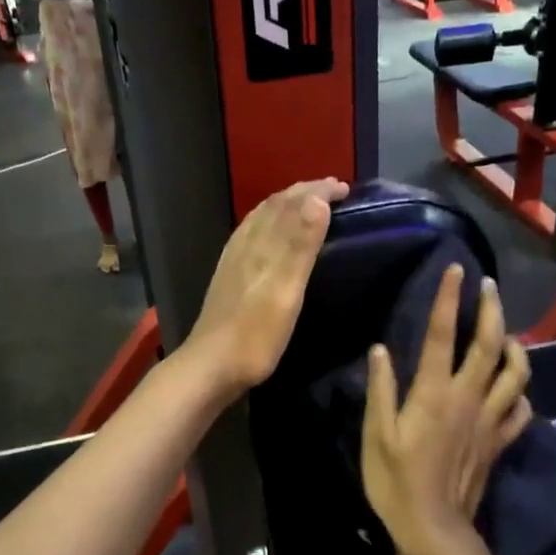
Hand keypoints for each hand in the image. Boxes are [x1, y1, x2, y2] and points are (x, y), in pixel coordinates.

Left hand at [185, 179, 349, 394]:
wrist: (211, 367)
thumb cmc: (254, 335)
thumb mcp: (285, 291)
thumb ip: (300, 246)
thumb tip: (317, 199)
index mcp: (261, 244)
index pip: (291, 203)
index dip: (318, 191)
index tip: (345, 187)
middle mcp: (245, 244)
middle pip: (275, 206)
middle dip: (304, 193)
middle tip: (333, 191)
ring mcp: (233, 260)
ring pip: (261, 219)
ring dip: (287, 206)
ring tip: (308, 206)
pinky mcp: (228, 276)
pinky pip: (252, 235)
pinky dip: (270, 223)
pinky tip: (270, 238)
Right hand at [362, 265, 530, 554]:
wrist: (432, 528)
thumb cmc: (395, 481)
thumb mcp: (376, 435)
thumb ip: (381, 390)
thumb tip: (381, 349)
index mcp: (434, 394)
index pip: (443, 335)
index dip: (449, 299)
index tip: (455, 269)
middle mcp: (468, 399)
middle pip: (490, 345)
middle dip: (492, 310)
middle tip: (489, 286)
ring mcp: (489, 421)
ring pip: (516, 375)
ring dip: (516, 347)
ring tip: (509, 332)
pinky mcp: (499, 443)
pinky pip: (520, 412)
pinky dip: (521, 394)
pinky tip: (514, 388)